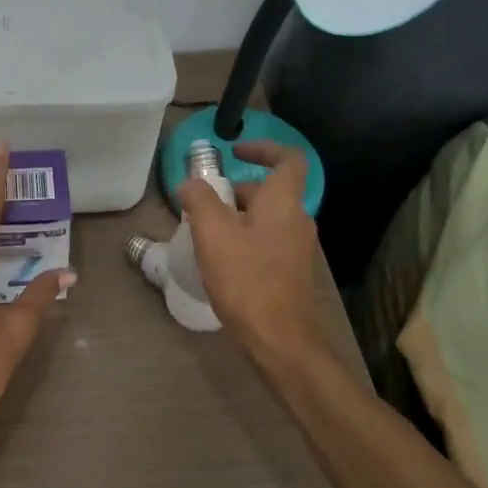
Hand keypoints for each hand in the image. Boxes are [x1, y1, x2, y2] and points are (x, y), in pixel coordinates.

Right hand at [177, 141, 326, 373]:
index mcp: (284, 202)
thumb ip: (199, 198)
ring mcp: (297, 248)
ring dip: (237, 216)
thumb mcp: (212, 232)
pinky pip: (267, 241)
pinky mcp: (291, 272)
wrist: (280, 340)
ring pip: (266, 217)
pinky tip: (220, 260)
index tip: (234, 153)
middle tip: (204, 203)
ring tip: (205, 232)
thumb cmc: (246, 278)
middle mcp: (297, 219)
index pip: (288, 158)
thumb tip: (190, 183)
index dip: (263, 148)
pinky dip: (244, 239)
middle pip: (270, 190)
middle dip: (236, 190)